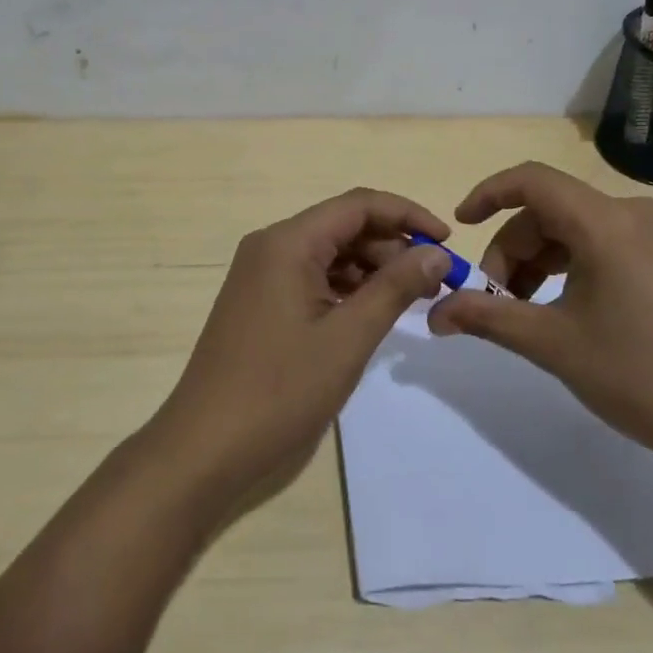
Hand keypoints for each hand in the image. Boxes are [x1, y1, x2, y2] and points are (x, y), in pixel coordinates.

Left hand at [145, 188, 451, 519]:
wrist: (204, 448)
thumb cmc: (279, 390)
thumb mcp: (348, 338)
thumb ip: (395, 288)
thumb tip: (437, 253)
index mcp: (288, 242)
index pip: (358, 205)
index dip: (407, 215)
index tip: (448, 240)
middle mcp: (271, 245)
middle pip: (343, 225)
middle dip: (392, 245)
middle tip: (434, 281)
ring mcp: (261, 273)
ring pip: (329, 252)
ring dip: (371, 268)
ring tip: (410, 299)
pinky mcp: (259, 300)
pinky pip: (311, 276)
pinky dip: (345, 287)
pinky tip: (370, 313)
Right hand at [426, 161, 652, 467]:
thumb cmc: (641, 376)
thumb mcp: (553, 344)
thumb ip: (488, 318)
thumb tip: (435, 313)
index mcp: (607, 222)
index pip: (532, 181)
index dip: (488, 195)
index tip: (459, 227)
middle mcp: (634, 214)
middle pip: (551, 211)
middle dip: (513, 251)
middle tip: (495, 302)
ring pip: (577, 229)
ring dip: (540, 262)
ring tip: (525, 313)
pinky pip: (605, 244)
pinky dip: (572, 267)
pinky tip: (565, 310)